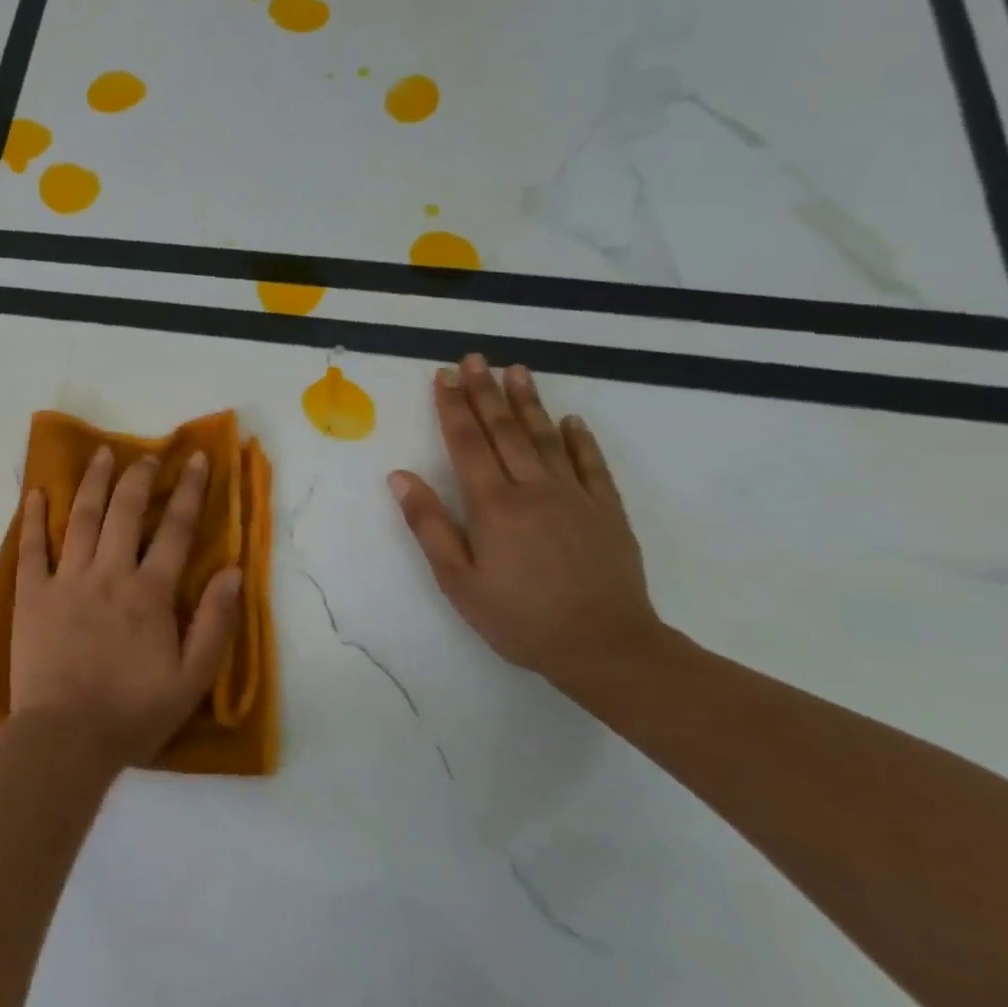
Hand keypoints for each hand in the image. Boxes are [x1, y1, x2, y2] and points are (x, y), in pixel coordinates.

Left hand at [12, 446, 244, 770]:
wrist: (66, 739)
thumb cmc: (133, 712)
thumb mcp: (192, 679)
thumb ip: (216, 623)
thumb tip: (233, 571)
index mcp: (149, 592)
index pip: (175, 530)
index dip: (188, 491)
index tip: (194, 459)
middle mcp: (109, 574)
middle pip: (125, 512)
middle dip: (139, 477)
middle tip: (146, 454)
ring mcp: (67, 580)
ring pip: (82, 518)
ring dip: (93, 483)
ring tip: (100, 453)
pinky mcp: (32, 595)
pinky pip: (30, 548)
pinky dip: (33, 519)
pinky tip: (36, 493)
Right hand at [388, 355, 667, 685]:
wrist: (606, 648)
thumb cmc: (519, 618)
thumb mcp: (458, 580)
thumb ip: (429, 525)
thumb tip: (400, 477)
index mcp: (493, 504)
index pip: (467, 443)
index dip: (453, 407)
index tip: (445, 375)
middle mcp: (533, 488)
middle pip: (505, 430)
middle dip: (486, 392)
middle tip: (476, 358)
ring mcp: (575, 496)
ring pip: (546, 438)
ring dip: (529, 402)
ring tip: (517, 371)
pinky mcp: (607, 511)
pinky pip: (591, 465)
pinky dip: (580, 439)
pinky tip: (571, 419)